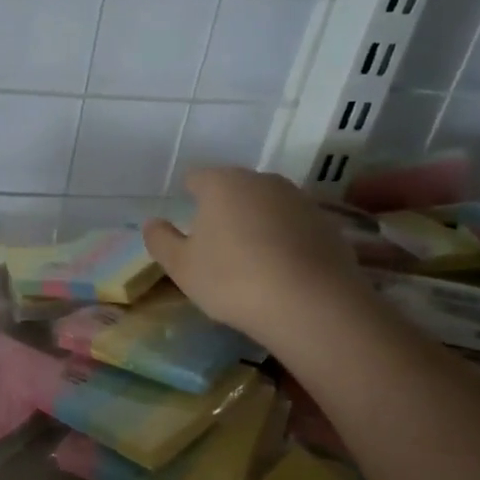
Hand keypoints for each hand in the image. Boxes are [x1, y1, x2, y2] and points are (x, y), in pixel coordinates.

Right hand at [142, 167, 363, 343]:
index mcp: (222, 183)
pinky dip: (283, 239)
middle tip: (215, 244)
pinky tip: (280, 269)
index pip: (197, 177)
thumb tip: (153, 223)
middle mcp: (262, 180)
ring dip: (255, 223)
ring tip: (249, 258)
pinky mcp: (326, 223)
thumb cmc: (232, 280)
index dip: (188, 194)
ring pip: (266, 205)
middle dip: (223, 208)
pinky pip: (293, 226)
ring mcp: (299, 199)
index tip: (186, 219)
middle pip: (235, 188)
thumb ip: (161, 240)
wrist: (309, 302)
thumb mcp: (181, 267)